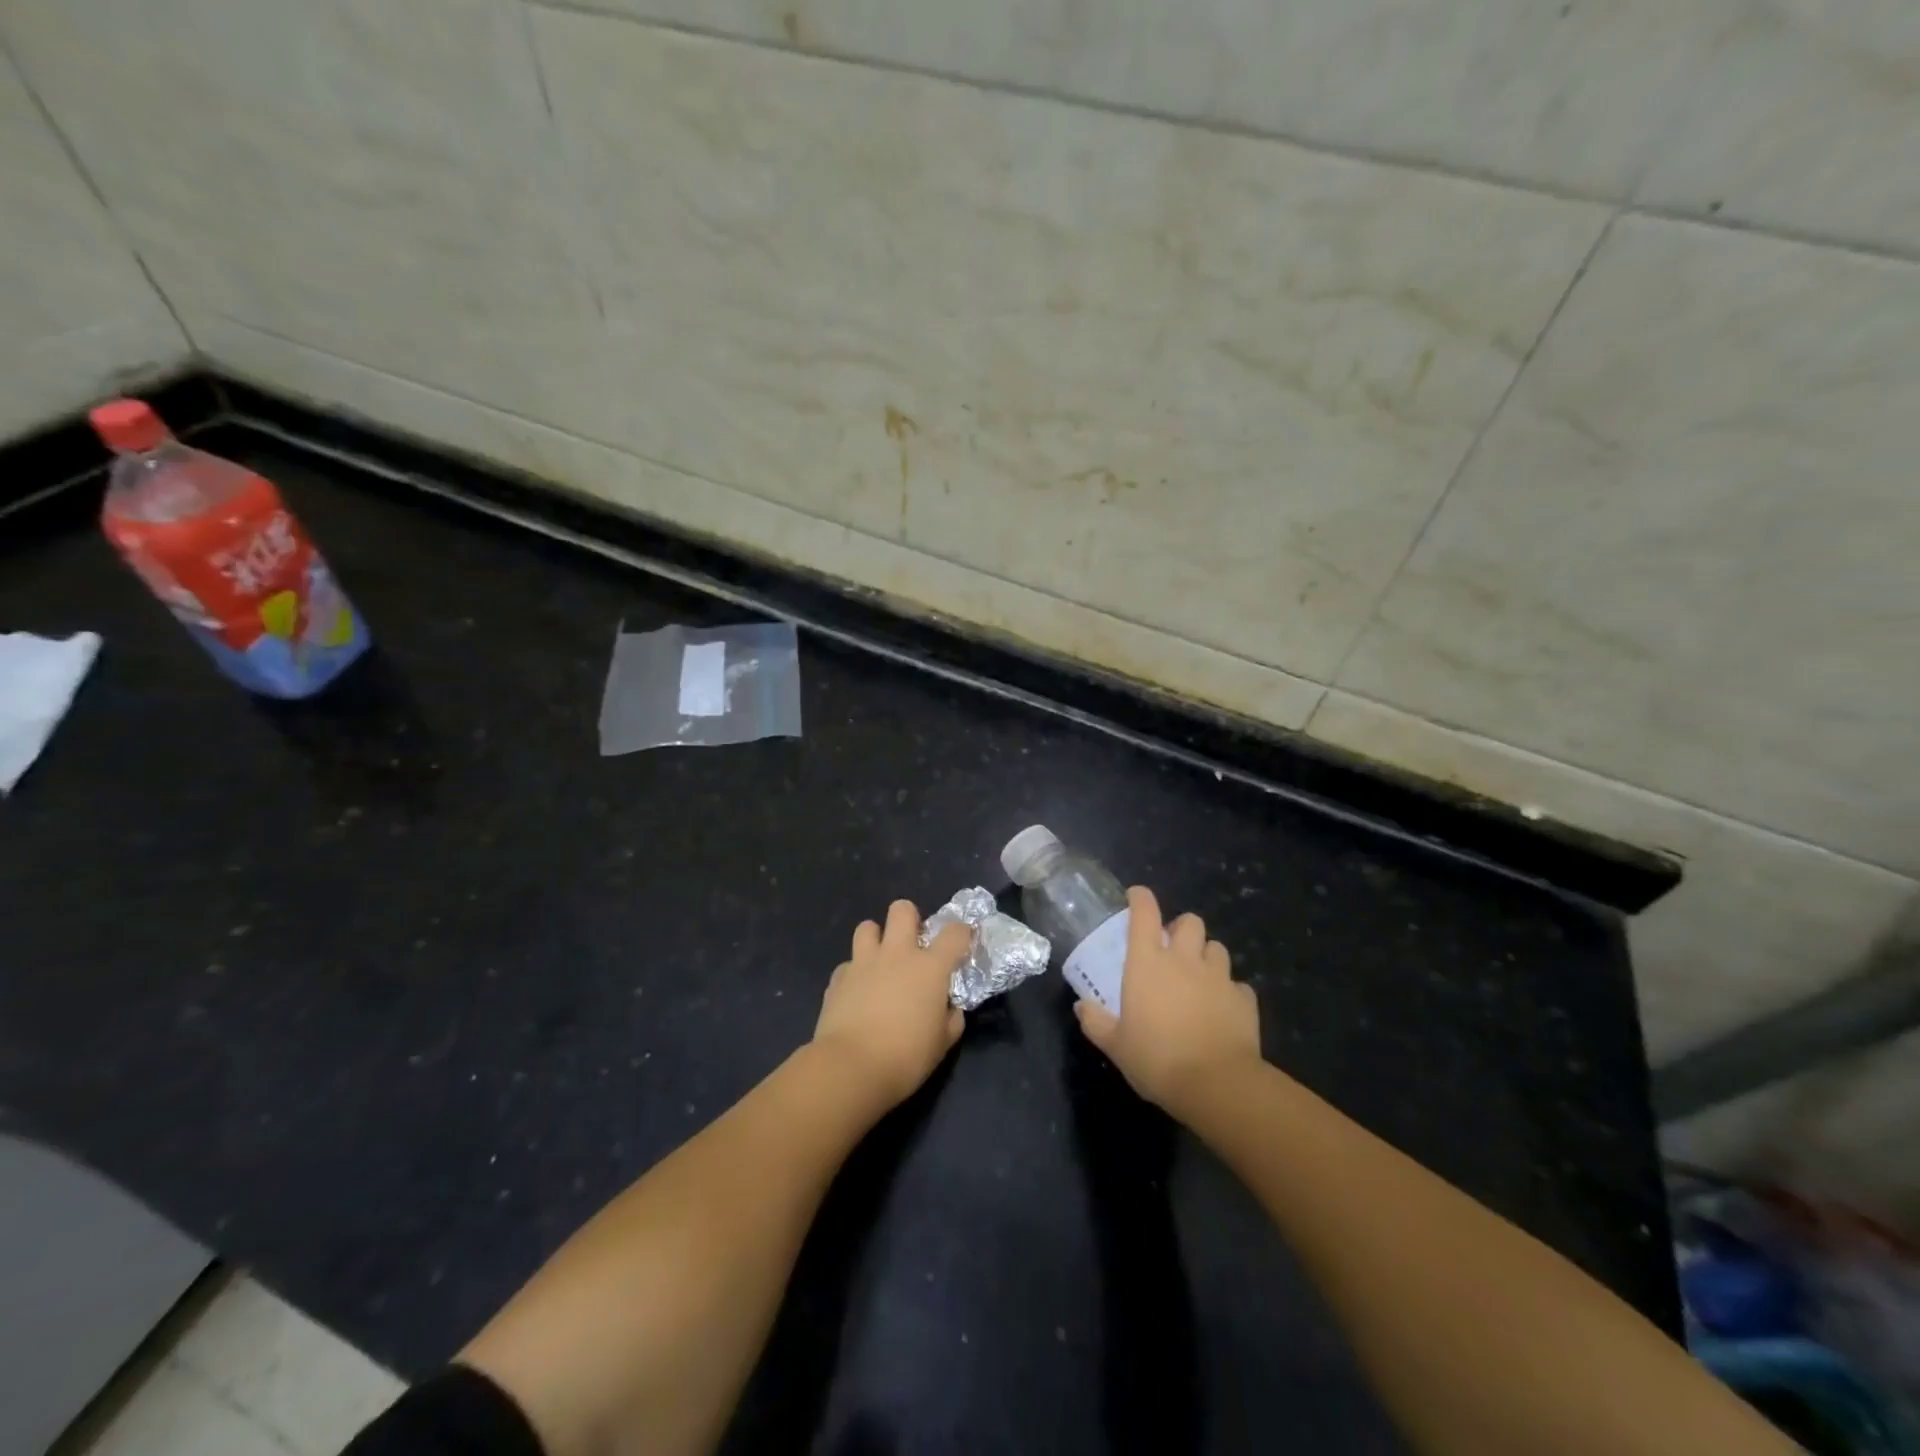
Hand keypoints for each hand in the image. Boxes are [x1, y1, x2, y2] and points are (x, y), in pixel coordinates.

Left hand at [812, 900, 969, 1109]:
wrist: (851, 1068)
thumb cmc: (906, 1057)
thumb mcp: (943, 1043)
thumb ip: (951, 1019)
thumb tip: (949, 1008)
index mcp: (929, 967)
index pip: (954, 932)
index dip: (962, 932)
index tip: (963, 942)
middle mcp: (897, 954)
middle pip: (902, 909)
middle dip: (909, 919)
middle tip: (912, 944)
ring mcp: (864, 962)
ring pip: (867, 927)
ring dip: (876, 939)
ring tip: (880, 962)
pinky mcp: (837, 978)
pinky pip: (848, 964)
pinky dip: (854, 974)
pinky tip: (856, 993)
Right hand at [1074, 885, 1261, 1117]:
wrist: (1217, 1084)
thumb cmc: (1157, 1059)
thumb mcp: (1116, 1045)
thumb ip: (1096, 1022)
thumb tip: (1081, 1007)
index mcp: (1148, 962)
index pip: (1144, 913)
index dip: (1140, 898)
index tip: (1136, 896)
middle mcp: (1185, 960)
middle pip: (1189, 921)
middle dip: (1181, 928)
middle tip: (1172, 948)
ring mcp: (1219, 977)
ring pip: (1217, 948)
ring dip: (1206, 955)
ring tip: (1198, 975)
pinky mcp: (1244, 1000)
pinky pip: (1237, 985)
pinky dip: (1229, 991)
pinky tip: (1222, 1008)